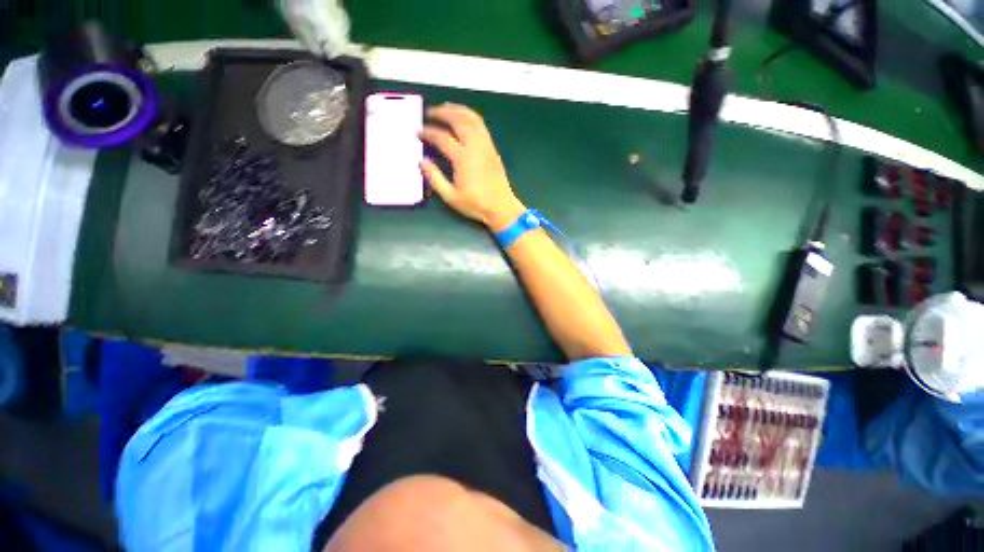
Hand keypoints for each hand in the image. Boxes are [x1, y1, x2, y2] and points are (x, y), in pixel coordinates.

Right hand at [419, 104, 526, 231]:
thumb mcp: (451, 196)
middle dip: (443, 113)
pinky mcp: (492, 148)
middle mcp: (475, 146)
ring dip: (458, 110)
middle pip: (458, 120)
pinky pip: (481, 126)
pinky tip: (463, 119)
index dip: (428, 133)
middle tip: (430, 113)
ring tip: (446, 109)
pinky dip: (470, 117)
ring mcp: (486, 146)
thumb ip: (435, 178)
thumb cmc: (476, 204)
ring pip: (472, 119)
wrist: (501, 207)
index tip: (419, 133)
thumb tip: (422, 161)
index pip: (442, 138)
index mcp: (463, 158)